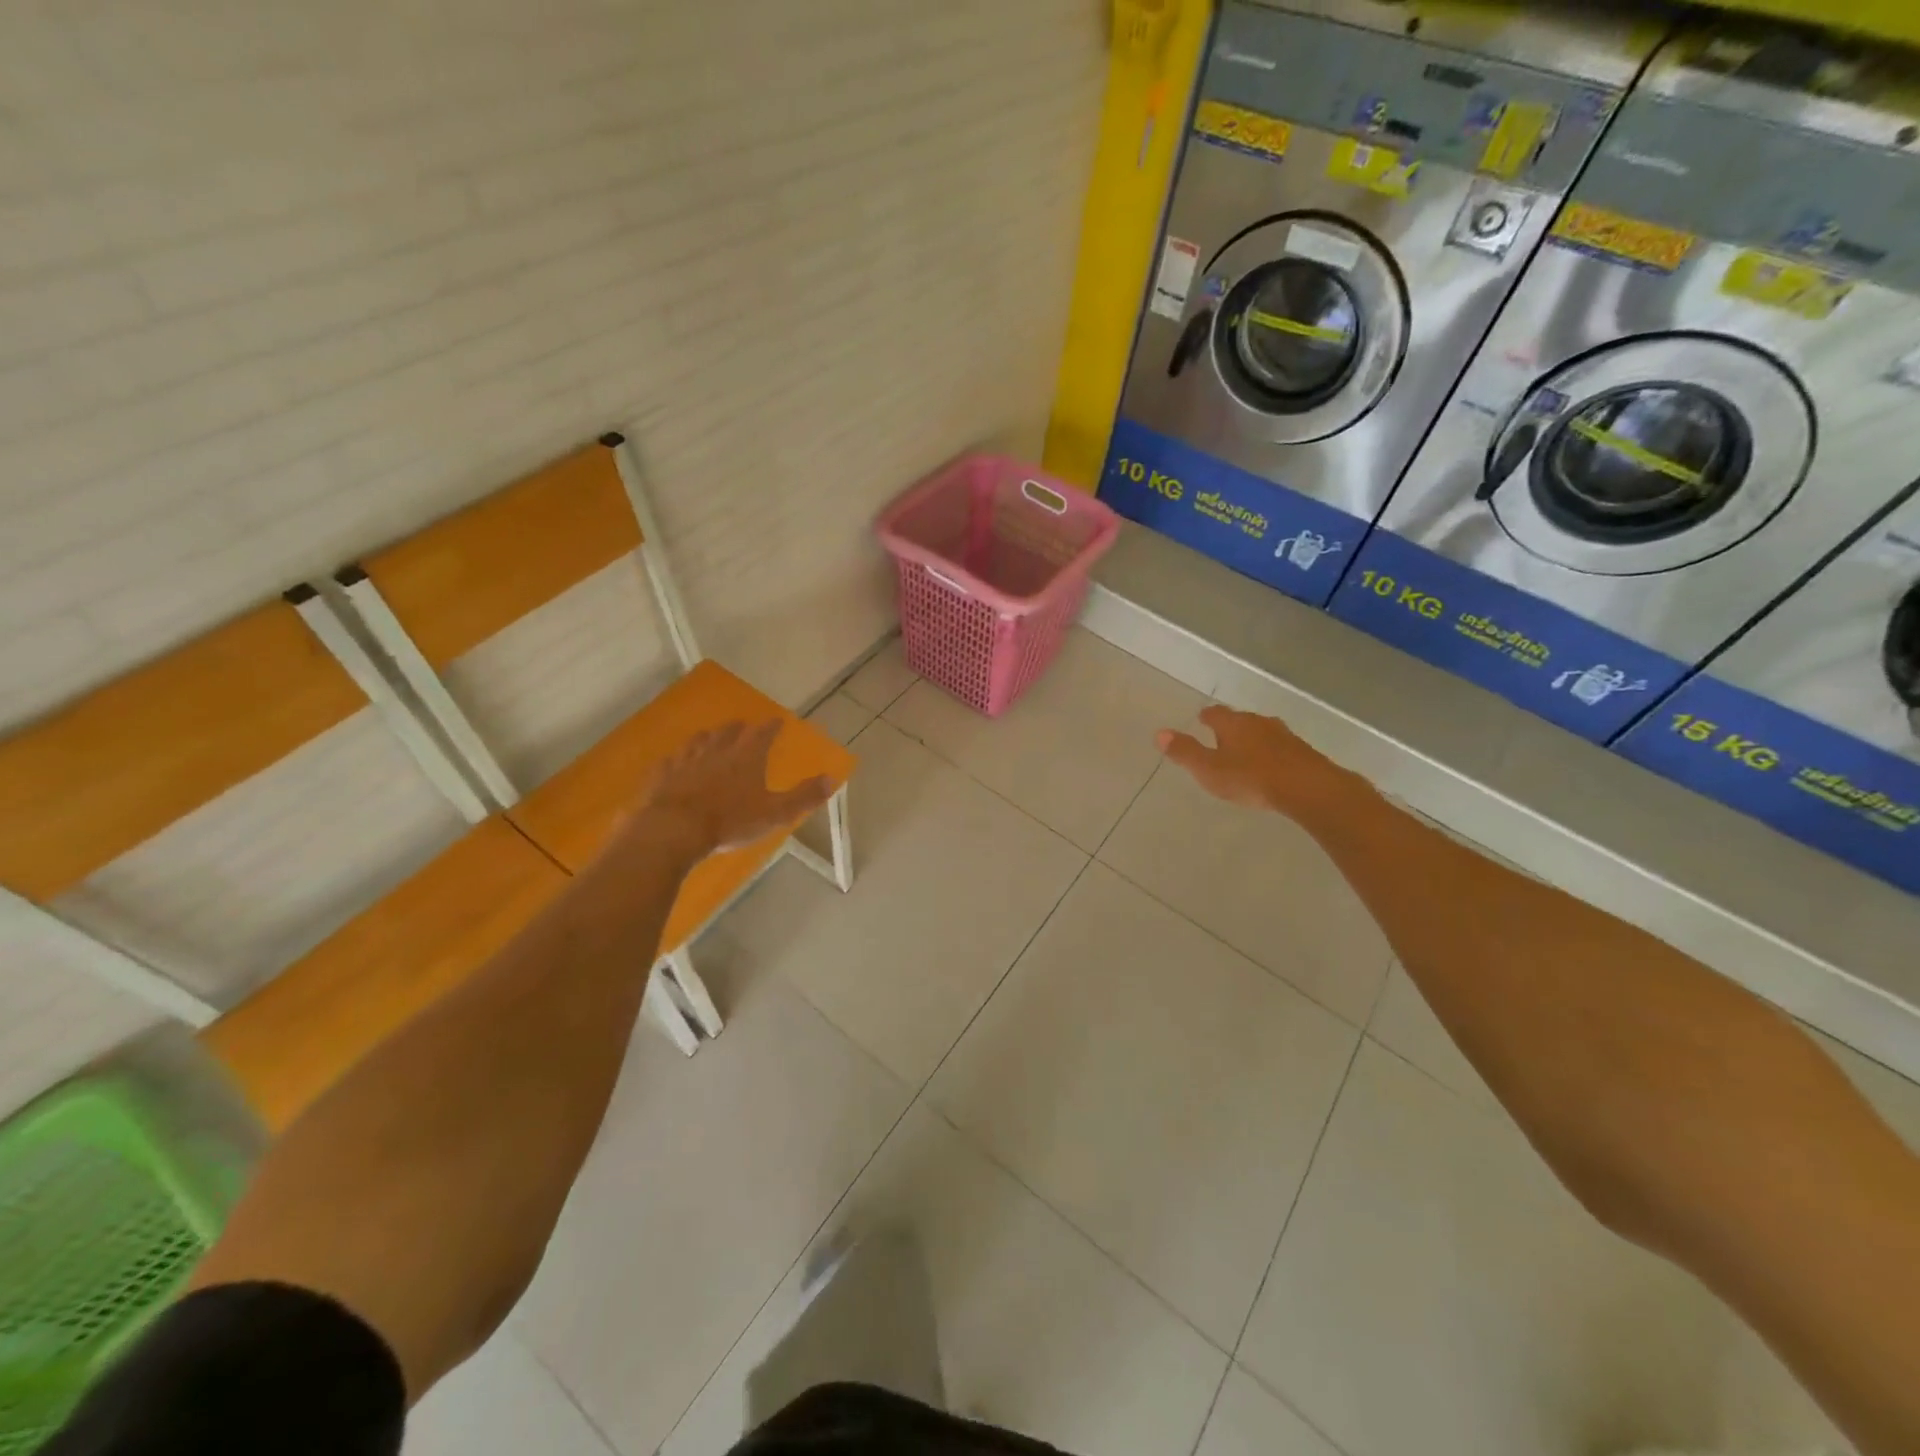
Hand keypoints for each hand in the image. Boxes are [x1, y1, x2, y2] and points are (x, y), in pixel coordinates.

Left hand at [634, 720, 832, 858]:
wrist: (673, 829)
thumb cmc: (730, 821)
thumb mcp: (775, 813)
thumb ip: (804, 796)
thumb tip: (832, 777)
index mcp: (746, 758)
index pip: (763, 734)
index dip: (771, 727)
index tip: (777, 720)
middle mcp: (716, 752)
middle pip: (728, 733)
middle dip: (738, 728)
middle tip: (742, 724)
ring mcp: (685, 761)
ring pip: (698, 742)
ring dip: (707, 737)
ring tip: (710, 735)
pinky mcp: (661, 776)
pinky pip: (670, 761)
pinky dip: (676, 758)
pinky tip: (673, 760)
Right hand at [1156, 705, 1352, 820]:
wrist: (1307, 787)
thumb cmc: (1250, 777)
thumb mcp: (1209, 769)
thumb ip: (1185, 752)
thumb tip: (1159, 733)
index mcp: (1233, 723)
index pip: (1215, 713)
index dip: (1206, 716)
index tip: (1201, 718)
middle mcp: (1258, 722)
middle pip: (1240, 720)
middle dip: (1230, 727)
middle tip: (1221, 737)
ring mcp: (1284, 735)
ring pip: (1262, 732)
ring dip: (1253, 739)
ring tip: (1245, 752)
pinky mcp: (1302, 751)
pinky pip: (1280, 748)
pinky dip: (1271, 753)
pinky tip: (1271, 766)